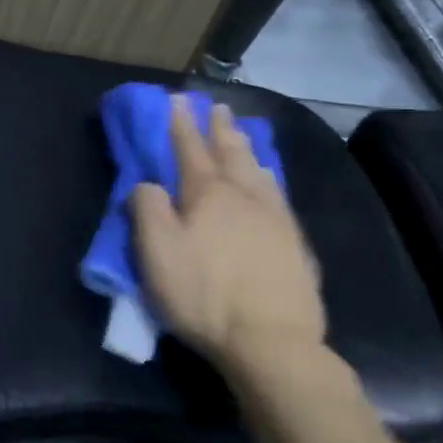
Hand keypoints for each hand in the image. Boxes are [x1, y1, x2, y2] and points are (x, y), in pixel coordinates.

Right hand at [129, 98, 323, 373]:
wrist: (272, 342)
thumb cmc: (204, 295)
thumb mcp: (156, 252)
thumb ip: (146, 209)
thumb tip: (147, 184)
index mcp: (207, 194)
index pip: (189, 150)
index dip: (181, 124)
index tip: (178, 99)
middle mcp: (245, 196)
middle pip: (231, 153)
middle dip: (219, 128)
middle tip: (217, 107)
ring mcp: (276, 219)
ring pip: (259, 171)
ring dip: (246, 149)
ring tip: (241, 135)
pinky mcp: (296, 245)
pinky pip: (279, 196)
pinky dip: (269, 179)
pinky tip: (270, 182)